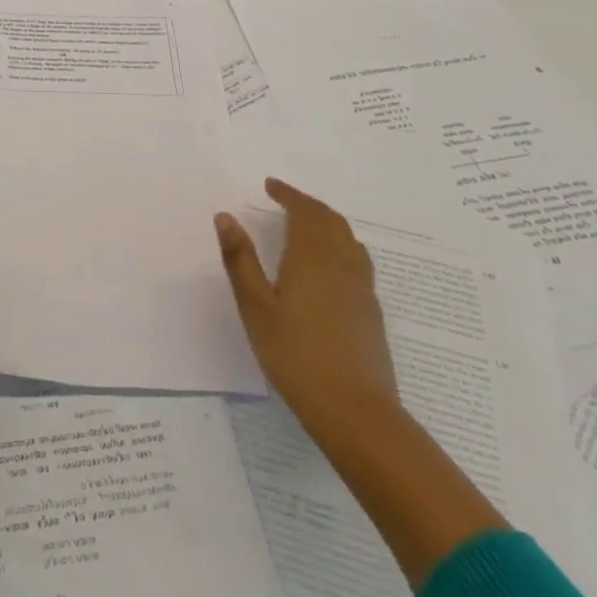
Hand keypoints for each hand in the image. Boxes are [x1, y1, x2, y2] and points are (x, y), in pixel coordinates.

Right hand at [215, 178, 398, 434]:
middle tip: (285, 199)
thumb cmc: (295, 354)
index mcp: (312, 255)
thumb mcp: (255, 306)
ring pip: (348, 238)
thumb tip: (225, 216)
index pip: (303, 210)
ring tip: (306, 225)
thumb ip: (240, 259)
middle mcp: (341, 263)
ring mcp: (362, 287)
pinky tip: (330, 266)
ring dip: (326, 222)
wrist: (356, 411)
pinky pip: (357, 260)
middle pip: (329, 219)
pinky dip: (340, 245)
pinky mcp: (371, 311)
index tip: (270, 185)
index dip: (287, 194)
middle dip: (307, 204)